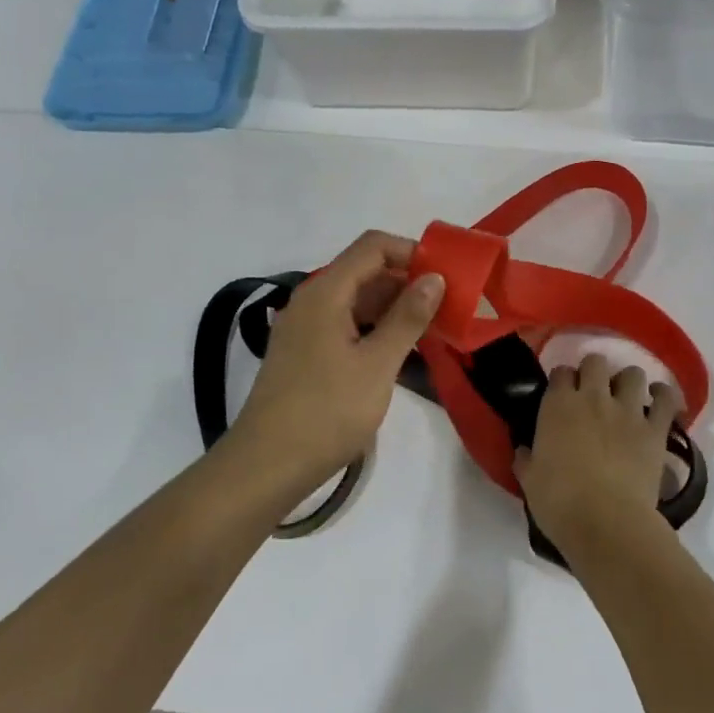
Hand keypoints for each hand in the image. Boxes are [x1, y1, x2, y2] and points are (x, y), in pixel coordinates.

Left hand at [228, 230, 444, 500]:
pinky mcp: (303, 352)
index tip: (445, 277)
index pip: (373, 246)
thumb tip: (434, 278)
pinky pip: (344, 323)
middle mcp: (310, 300)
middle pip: (364, 270)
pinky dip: (374, 328)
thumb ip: (407, 317)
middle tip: (447, 306)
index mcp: (325, 292)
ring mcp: (303, 327)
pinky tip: (398, 350)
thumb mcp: (377, 365)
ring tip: (431, 329)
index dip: (411, 252)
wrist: (266, 466)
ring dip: (393, 307)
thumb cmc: (326, 412)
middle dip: (407, 281)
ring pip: (355, 299)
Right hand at [515, 353, 681, 559]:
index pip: (560, 372)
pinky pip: (666, 399)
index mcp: (557, 405)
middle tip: (594, 392)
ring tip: (627, 398)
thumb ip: (527, 459)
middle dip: (594, 372)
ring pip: (632, 373)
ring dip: (628, 382)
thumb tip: (525, 451)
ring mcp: (627, 411)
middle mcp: (592, 398)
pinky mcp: (655, 429)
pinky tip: (659, 401)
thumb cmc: (559, 502)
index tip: (562, 394)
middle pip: (595, 361)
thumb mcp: (530, 480)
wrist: (605, 522)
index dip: (562, 380)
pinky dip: (663, 396)